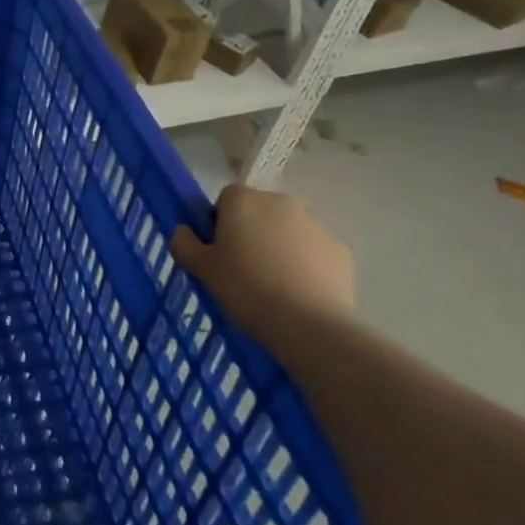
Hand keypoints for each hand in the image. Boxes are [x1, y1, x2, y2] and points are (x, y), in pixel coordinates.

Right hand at [171, 185, 355, 341]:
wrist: (308, 325)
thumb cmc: (245, 288)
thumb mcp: (201, 269)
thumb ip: (184, 243)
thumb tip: (184, 231)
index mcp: (243, 201)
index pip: (226, 199)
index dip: (220, 222)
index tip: (218, 251)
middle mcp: (281, 203)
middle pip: (260, 212)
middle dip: (251, 232)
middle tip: (242, 268)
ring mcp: (316, 225)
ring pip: (288, 231)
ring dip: (279, 247)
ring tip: (272, 285)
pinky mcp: (341, 251)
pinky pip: (314, 252)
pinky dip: (305, 264)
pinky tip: (298, 292)